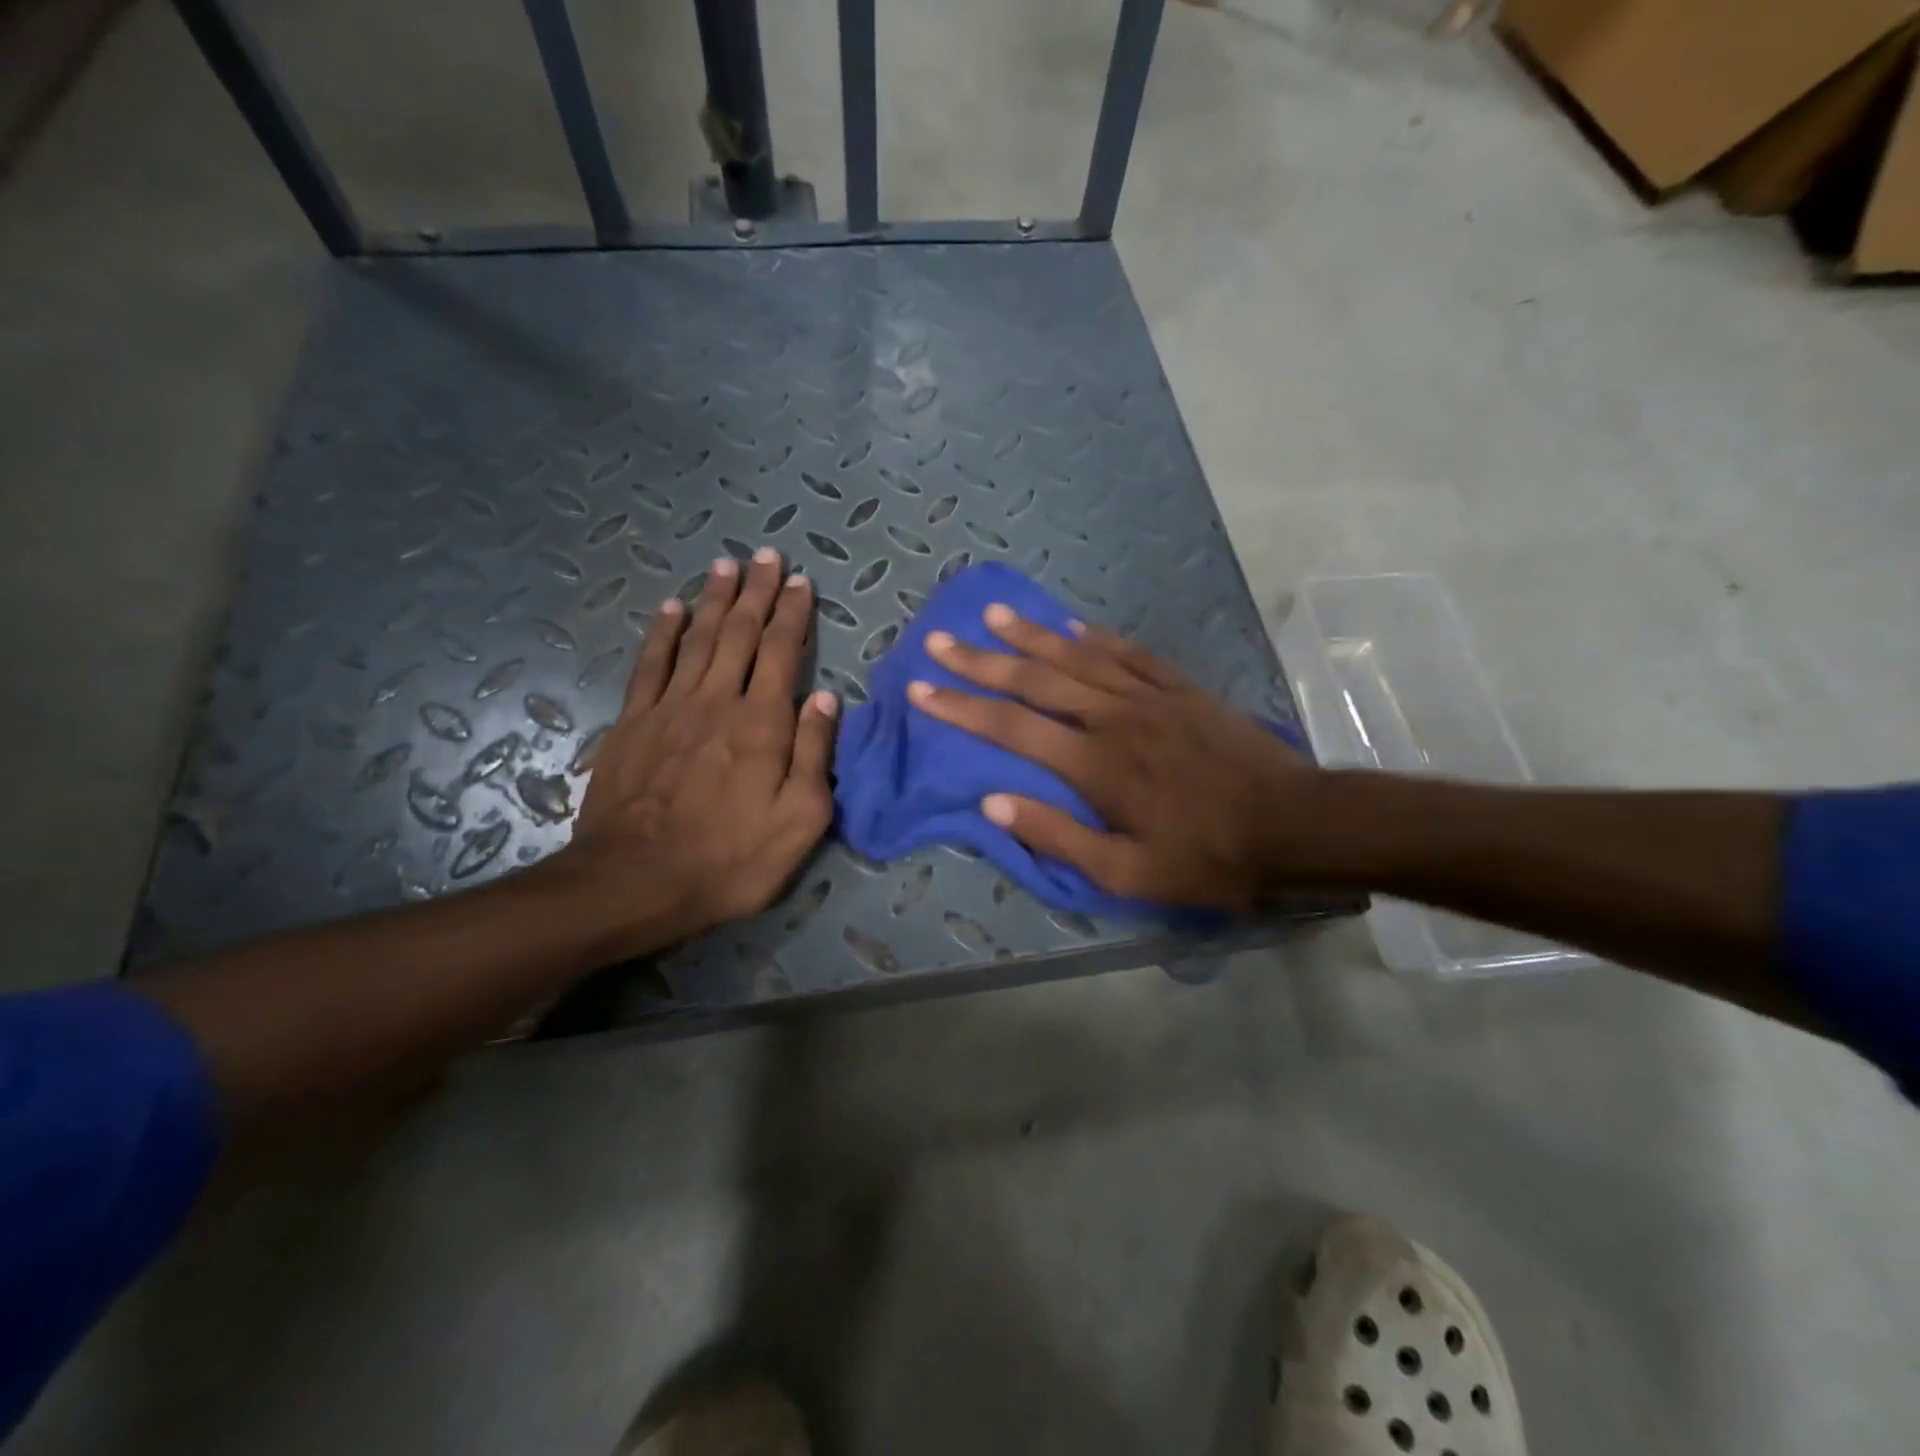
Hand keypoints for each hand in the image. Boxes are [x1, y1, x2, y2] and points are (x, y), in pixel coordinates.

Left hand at [565, 547, 837, 950]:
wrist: (637, 881)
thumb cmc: (731, 858)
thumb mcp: (800, 819)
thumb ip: (814, 753)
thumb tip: (826, 697)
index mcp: (763, 724)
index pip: (783, 653)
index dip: (793, 615)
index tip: (801, 583)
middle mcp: (718, 701)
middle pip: (741, 634)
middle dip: (758, 593)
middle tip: (768, 557)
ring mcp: (670, 708)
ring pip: (698, 639)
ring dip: (716, 600)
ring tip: (728, 566)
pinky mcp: (633, 723)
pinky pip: (651, 665)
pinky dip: (664, 633)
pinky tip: (672, 608)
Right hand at [907, 606, 1306, 912]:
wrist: (1294, 825)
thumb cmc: (1208, 858)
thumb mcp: (1128, 872)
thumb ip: (1057, 836)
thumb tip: (993, 802)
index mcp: (1094, 763)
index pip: (1011, 726)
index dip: (961, 707)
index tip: (922, 689)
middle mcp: (1113, 717)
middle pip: (1035, 679)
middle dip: (982, 661)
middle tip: (940, 641)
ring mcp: (1149, 696)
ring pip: (1078, 655)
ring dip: (1032, 635)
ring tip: (993, 614)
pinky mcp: (1181, 688)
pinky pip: (1129, 652)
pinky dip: (1097, 636)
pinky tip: (1073, 625)